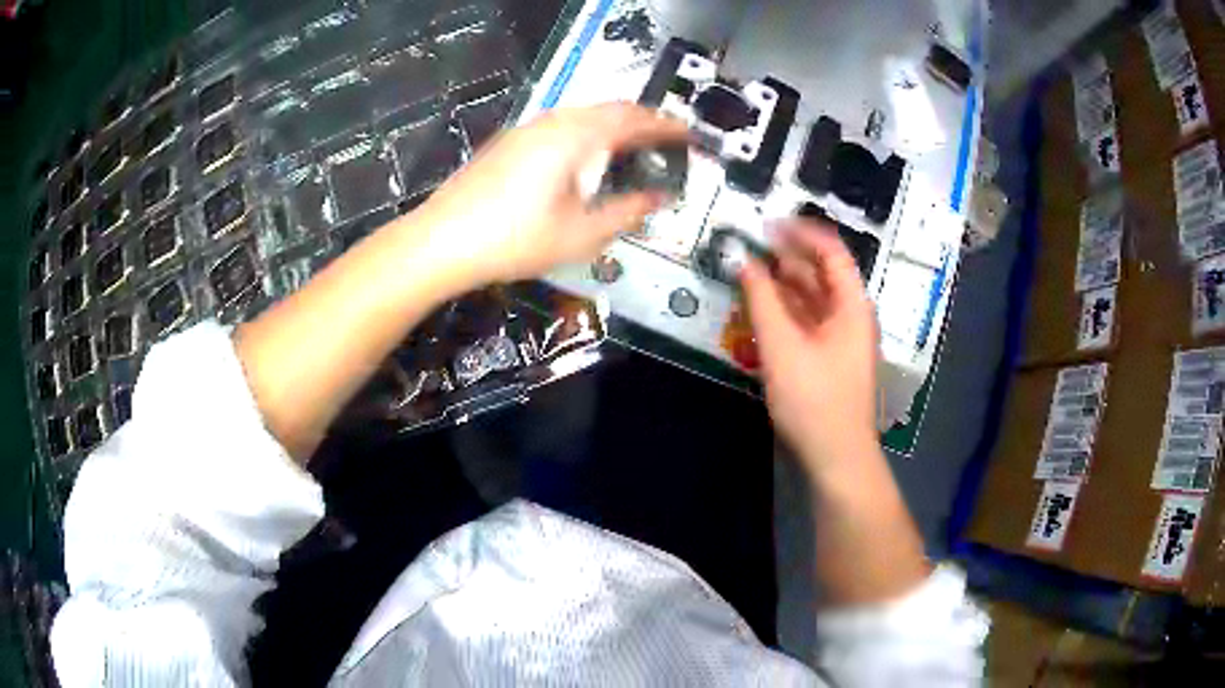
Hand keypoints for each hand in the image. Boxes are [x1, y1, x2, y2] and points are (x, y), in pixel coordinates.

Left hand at [412, 103, 688, 284]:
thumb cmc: (515, 239)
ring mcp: (527, 128)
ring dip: (613, 126)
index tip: (688, 135)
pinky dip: (587, 133)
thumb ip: (627, 211)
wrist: (442, 240)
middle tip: (664, 142)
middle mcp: (553, 121)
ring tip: (631, 149)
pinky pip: (562, 125)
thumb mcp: (581, 234)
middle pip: (609, 109)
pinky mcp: (510, 141)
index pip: (634, 118)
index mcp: (576, 136)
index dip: (666, 126)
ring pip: (583, 114)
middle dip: (642, 122)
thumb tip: (659, 198)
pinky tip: (584, 159)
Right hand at [740, 220, 879, 475]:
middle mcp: (850, 316)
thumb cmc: (814, 400)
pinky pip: (807, 322)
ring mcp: (840, 338)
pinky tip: (760, 308)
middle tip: (749, 247)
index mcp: (851, 306)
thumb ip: (762, 300)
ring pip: (812, 299)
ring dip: (783, 284)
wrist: (836, 456)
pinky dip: (785, 311)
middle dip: (786, 257)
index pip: (831, 252)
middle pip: (820, 274)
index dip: (801, 233)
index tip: (766, 224)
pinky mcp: (827, 358)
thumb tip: (745, 262)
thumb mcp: (782, 347)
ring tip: (748, 273)